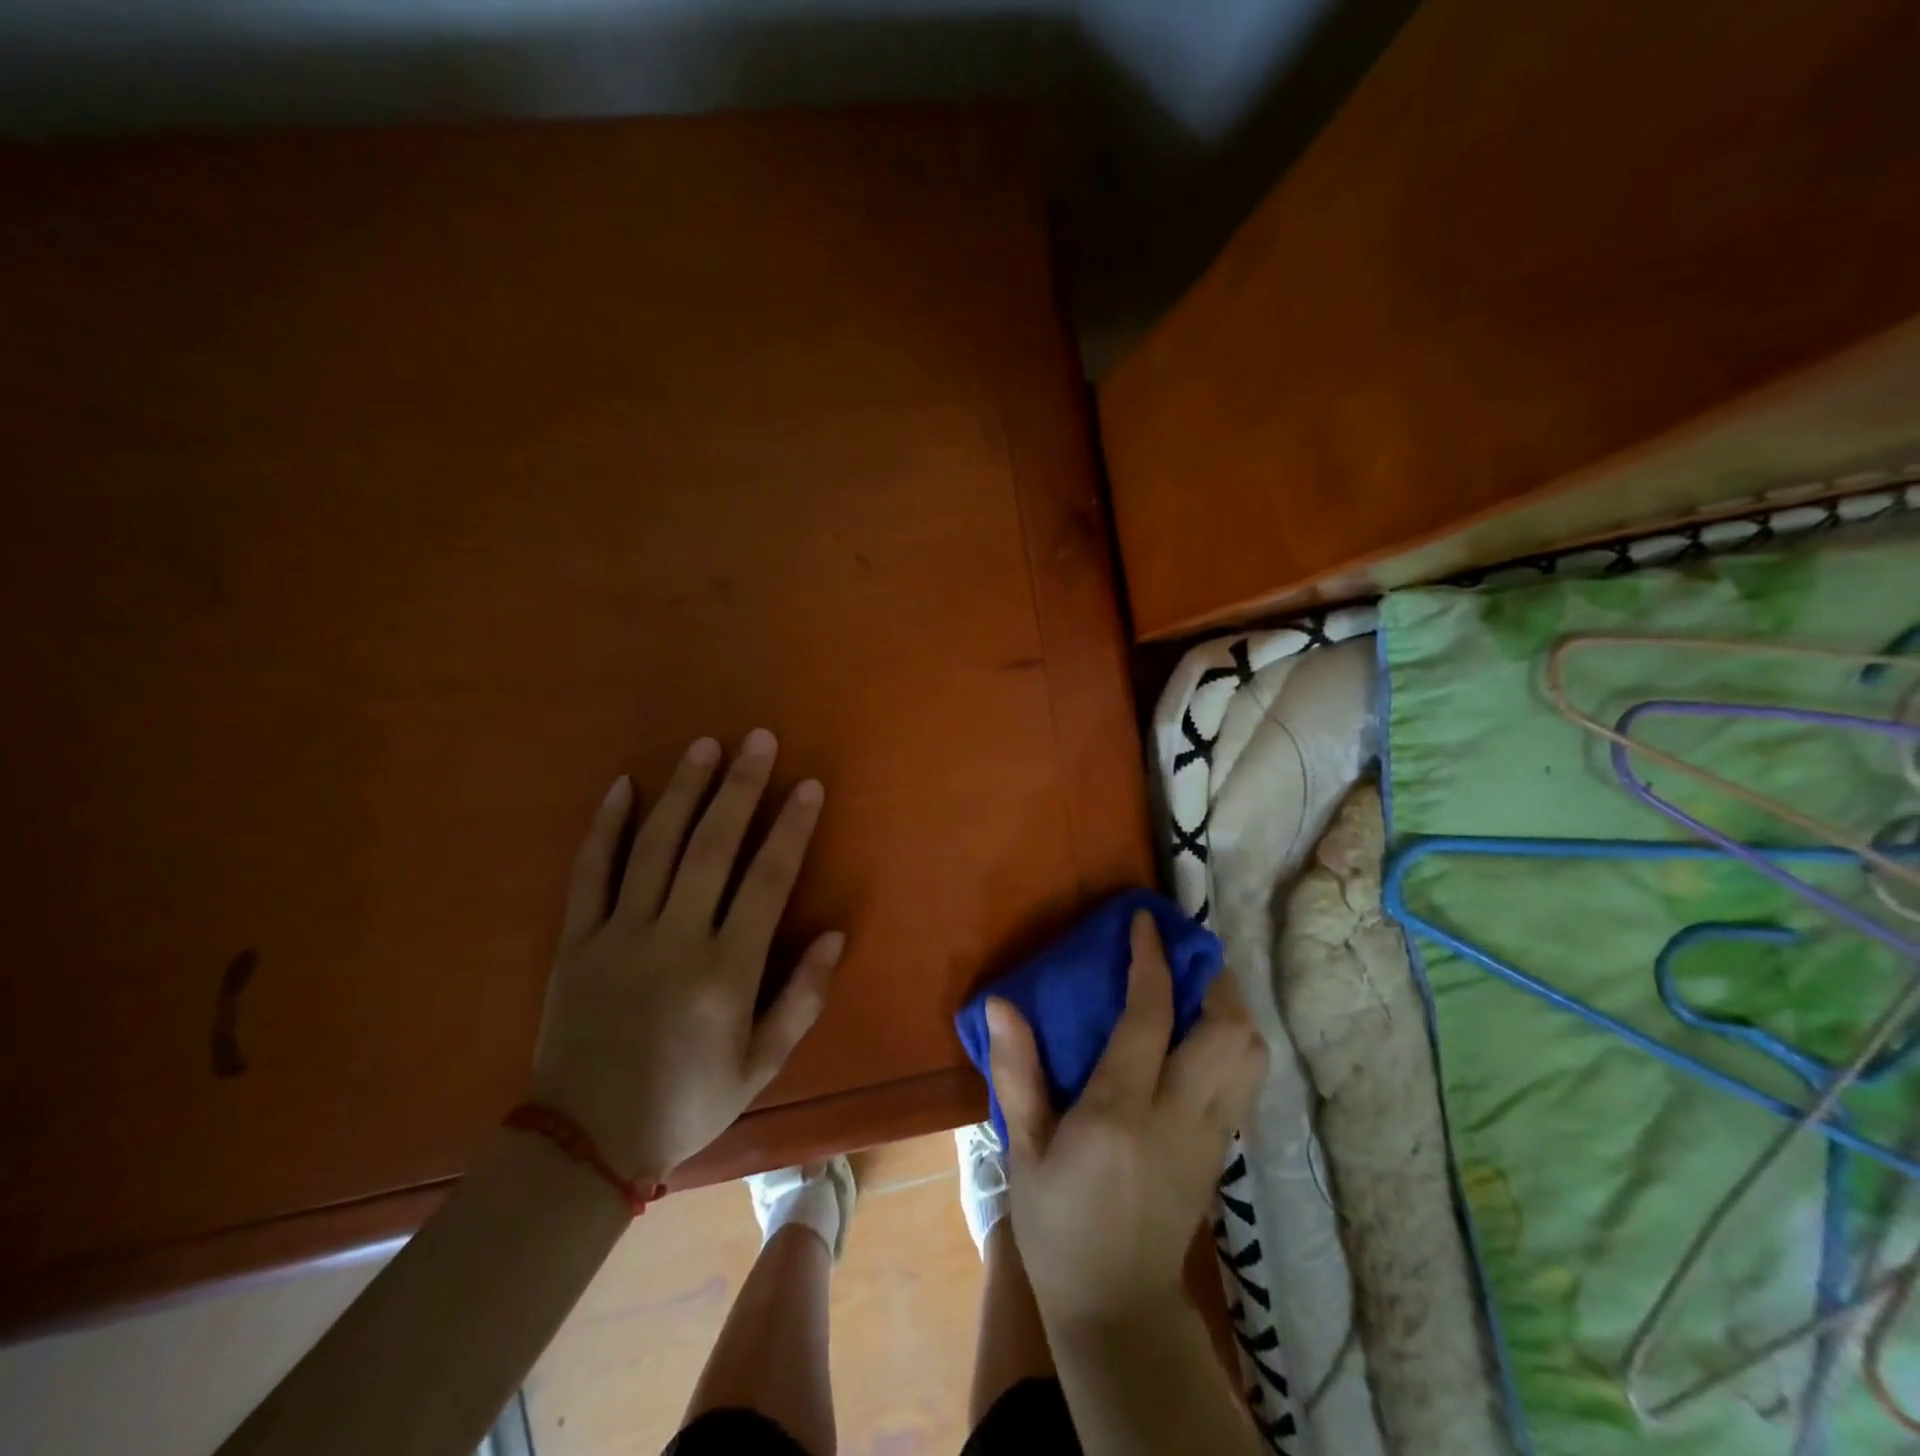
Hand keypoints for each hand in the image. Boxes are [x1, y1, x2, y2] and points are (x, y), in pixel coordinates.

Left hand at [529, 730, 843, 1183]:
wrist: (582, 1144)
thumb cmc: (686, 1102)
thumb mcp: (760, 1065)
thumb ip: (801, 998)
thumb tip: (836, 933)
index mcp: (725, 971)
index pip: (767, 880)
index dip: (791, 828)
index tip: (808, 786)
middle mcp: (674, 939)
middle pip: (712, 847)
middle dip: (740, 788)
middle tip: (758, 740)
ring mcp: (619, 935)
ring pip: (655, 846)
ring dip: (683, 791)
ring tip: (705, 746)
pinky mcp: (576, 940)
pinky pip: (590, 872)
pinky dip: (606, 826)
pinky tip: (625, 785)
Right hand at [988, 910, 1266, 1327]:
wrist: (1117, 1310)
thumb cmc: (1058, 1227)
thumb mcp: (1023, 1154)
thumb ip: (1016, 1075)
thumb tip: (1001, 1004)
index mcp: (1121, 1113)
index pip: (1150, 1018)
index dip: (1151, 961)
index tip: (1144, 923)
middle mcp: (1179, 1117)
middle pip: (1228, 1031)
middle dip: (1211, 978)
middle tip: (1179, 953)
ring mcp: (1211, 1137)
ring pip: (1250, 1054)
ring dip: (1230, 1007)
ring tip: (1193, 987)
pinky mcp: (1223, 1152)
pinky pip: (1245, 1080)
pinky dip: (1232, 1041)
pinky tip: (1198, 1035)